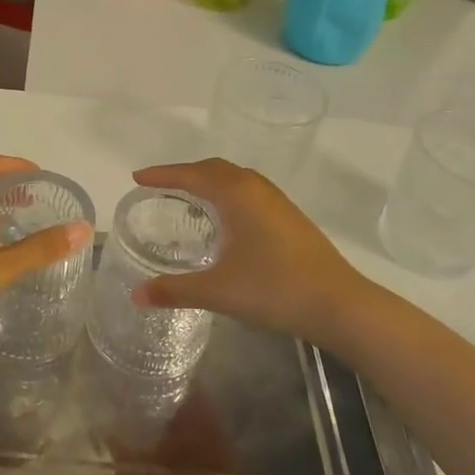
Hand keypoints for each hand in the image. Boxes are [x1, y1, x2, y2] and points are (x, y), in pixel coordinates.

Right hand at [131, 159, 364, 346]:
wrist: (339, 304)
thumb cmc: (274, 289)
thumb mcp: (218, 291)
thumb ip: (174, 291)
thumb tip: (135, 296)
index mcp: (236, 195)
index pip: (191, 175)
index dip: (162, 174)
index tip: (138, 177)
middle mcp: (257, 189)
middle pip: (214, 169)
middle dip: (185, 173)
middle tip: (160, 186)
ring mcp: (278, 202)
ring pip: (236, 178)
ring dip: (210, 181)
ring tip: (190, 197)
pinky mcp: (291, 218)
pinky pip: (250, 192)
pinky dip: (229, 194)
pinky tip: (227, 220)